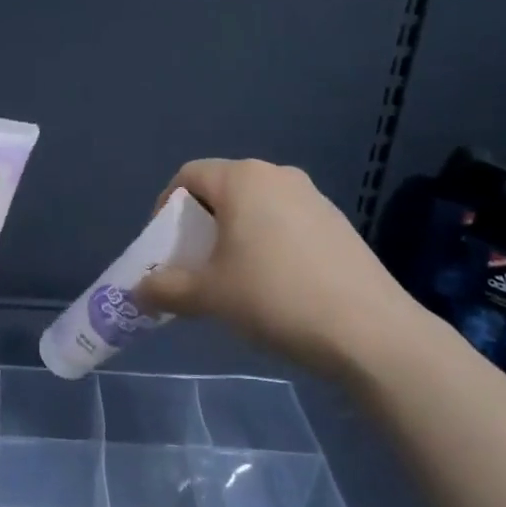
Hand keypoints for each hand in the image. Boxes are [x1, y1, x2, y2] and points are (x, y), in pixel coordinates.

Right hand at [134, 159, 423, 375]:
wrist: (368, 331)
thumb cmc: (274, 297)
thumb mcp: (208, 296)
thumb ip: (166, 288)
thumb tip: (137, 291)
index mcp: (243, 178)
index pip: (189, 176)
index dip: (166, 208)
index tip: (165, 247)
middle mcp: (279, 175)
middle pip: (223, 190)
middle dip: (200, 225)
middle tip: (193, 265)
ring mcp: (314, 198)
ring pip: (257, 207)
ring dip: (234, 235)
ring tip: (233, 278)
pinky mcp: (338, 224)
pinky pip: (286, 223)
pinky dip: (267, 244)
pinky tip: (275, 285)